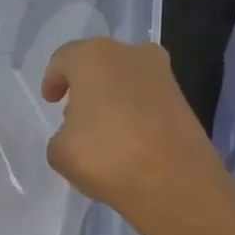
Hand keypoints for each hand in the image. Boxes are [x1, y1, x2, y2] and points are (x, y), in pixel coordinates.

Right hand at [41, 38, 234, 234]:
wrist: (174, 181)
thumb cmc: (106, 155)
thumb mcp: (59, 150)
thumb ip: (62, 134)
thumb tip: (78, 133)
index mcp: (93, 56)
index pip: (64, 59)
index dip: (53, 79)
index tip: (50, 100)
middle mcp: (131, 54)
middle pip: (99, 64)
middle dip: (86, 86)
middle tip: (74, 114)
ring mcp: (163, 75)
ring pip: (127, 80)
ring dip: (112, 99)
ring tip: (102, 131)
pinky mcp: (184, 100)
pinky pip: (147, 100)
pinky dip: (134, 113)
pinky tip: (128, 141)